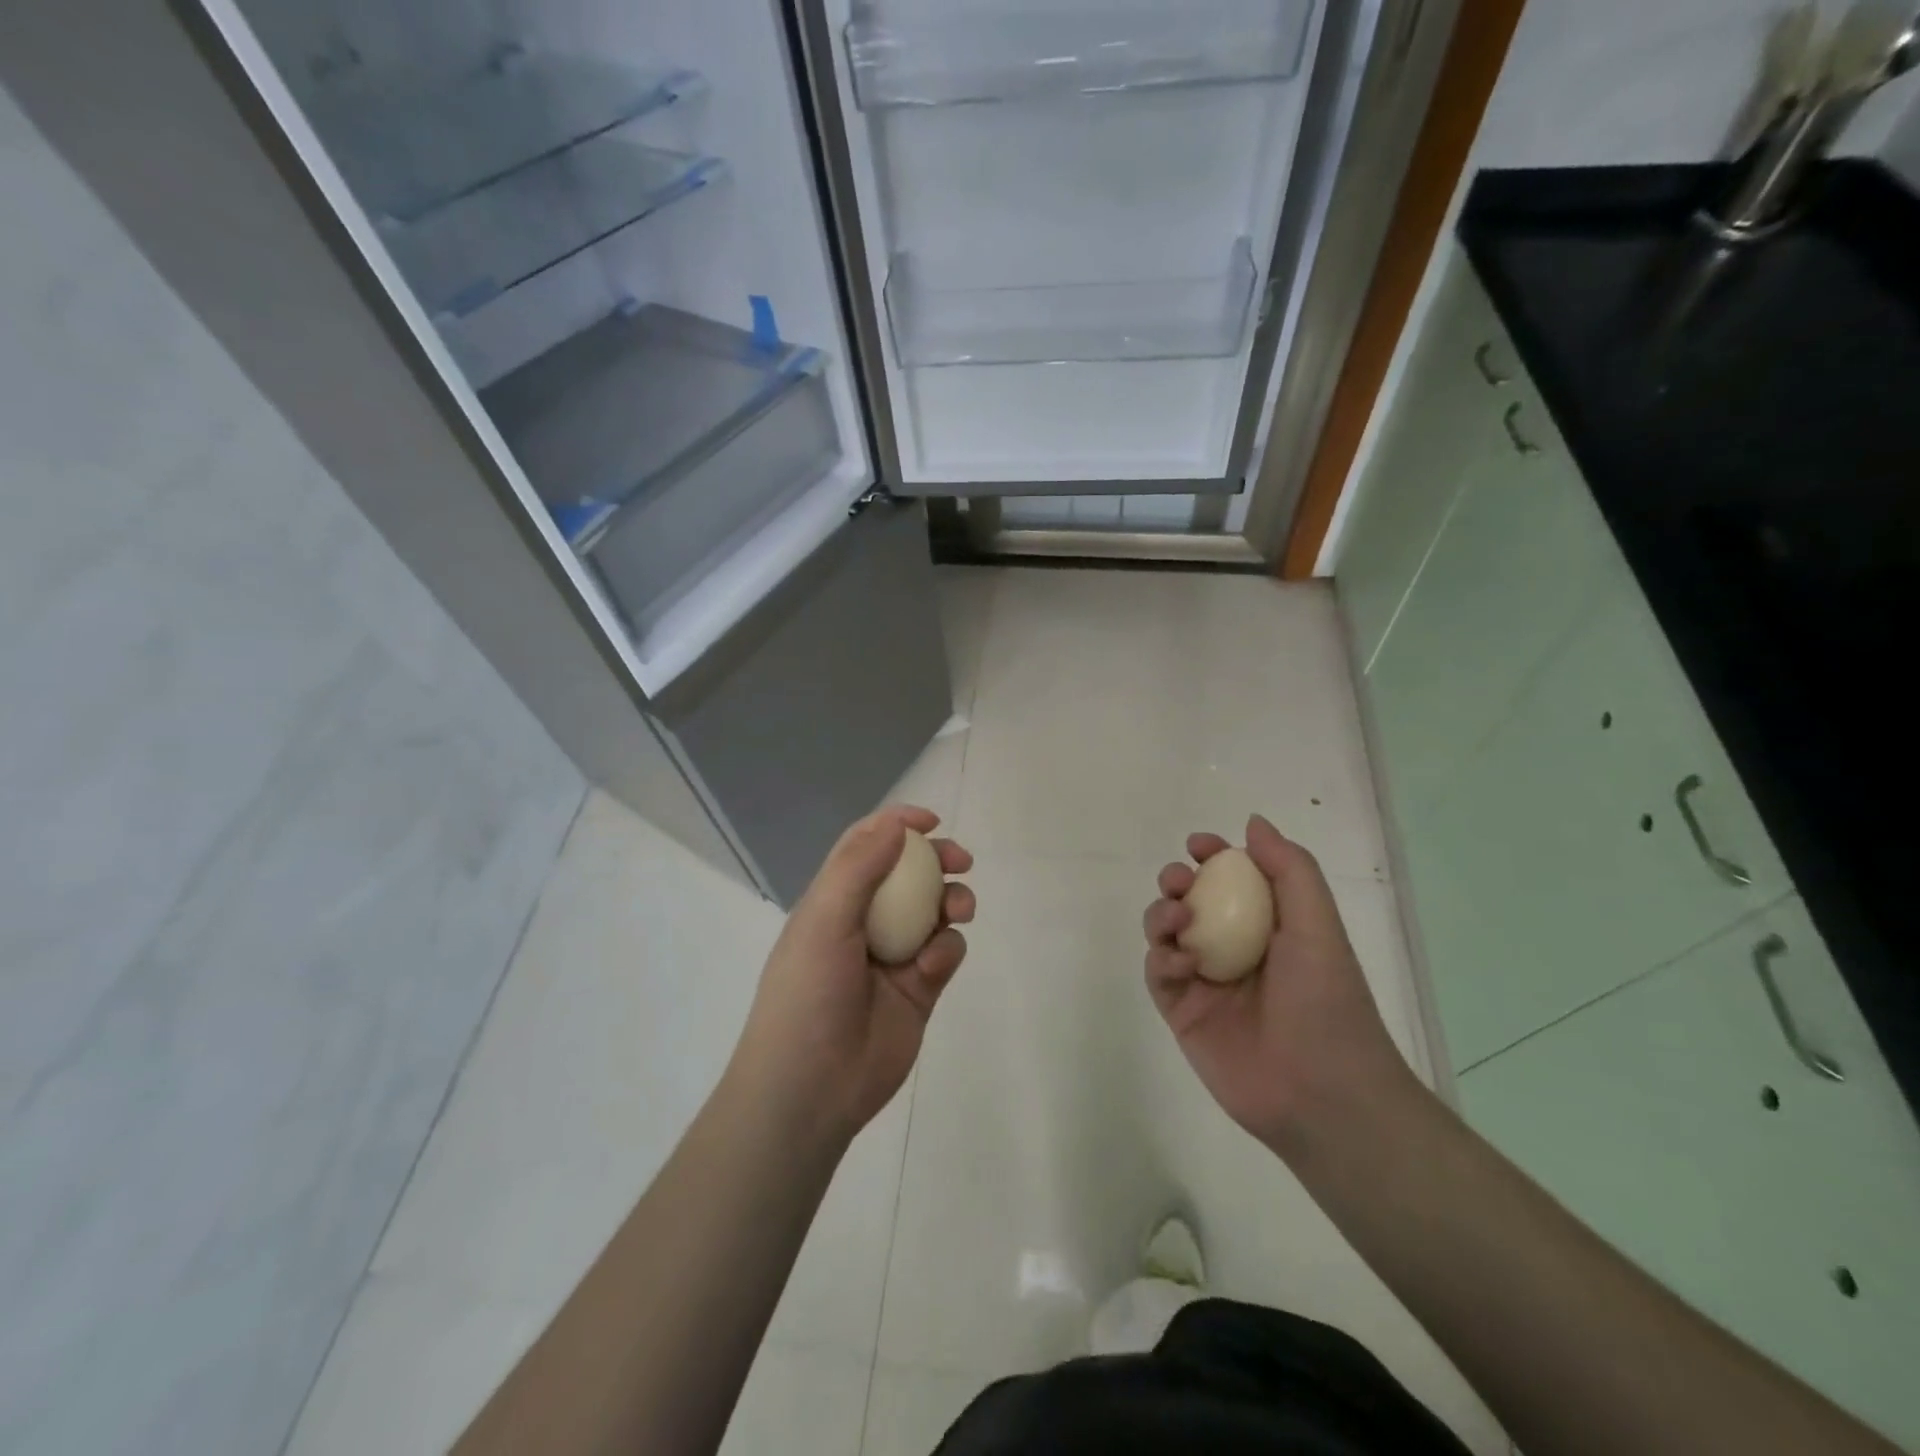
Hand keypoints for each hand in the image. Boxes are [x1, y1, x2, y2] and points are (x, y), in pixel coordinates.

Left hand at [732, 805, 973, 1144]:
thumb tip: (894, 823)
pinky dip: (946, 951)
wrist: (811, 1090)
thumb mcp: (823, 921)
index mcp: (833, 902)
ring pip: (935, 913)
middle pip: (908, 876)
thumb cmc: (807, 996)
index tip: (930, 821)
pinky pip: (944, 953)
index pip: (865, 848)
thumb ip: (858, 868)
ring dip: (951, 902)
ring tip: (959, 910)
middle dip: (937, 862)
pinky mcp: (919, 990)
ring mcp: (893, 957)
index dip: (895, 826)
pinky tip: (931, 967)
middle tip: (961, 860)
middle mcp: (864, 923)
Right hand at [1143, 815, 1412, 1155]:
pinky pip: (1158, 972)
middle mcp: (1233, 949)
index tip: (1198, 845)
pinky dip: (1162, 958)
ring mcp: (1205, 982)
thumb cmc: (1327, 1000)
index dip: (1212, 856)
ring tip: (1179, 918)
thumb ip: (1289, 869)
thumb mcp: (1317, 924)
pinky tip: (1183, 963)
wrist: (1322, 1091)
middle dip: (1177, 881)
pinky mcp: (1182, 1014)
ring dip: (1162, 914)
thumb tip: (1253, 823)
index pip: (1231, 879)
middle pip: (1189, 901)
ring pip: (1165, 933)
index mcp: (1268, 927)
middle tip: (1180, 882)